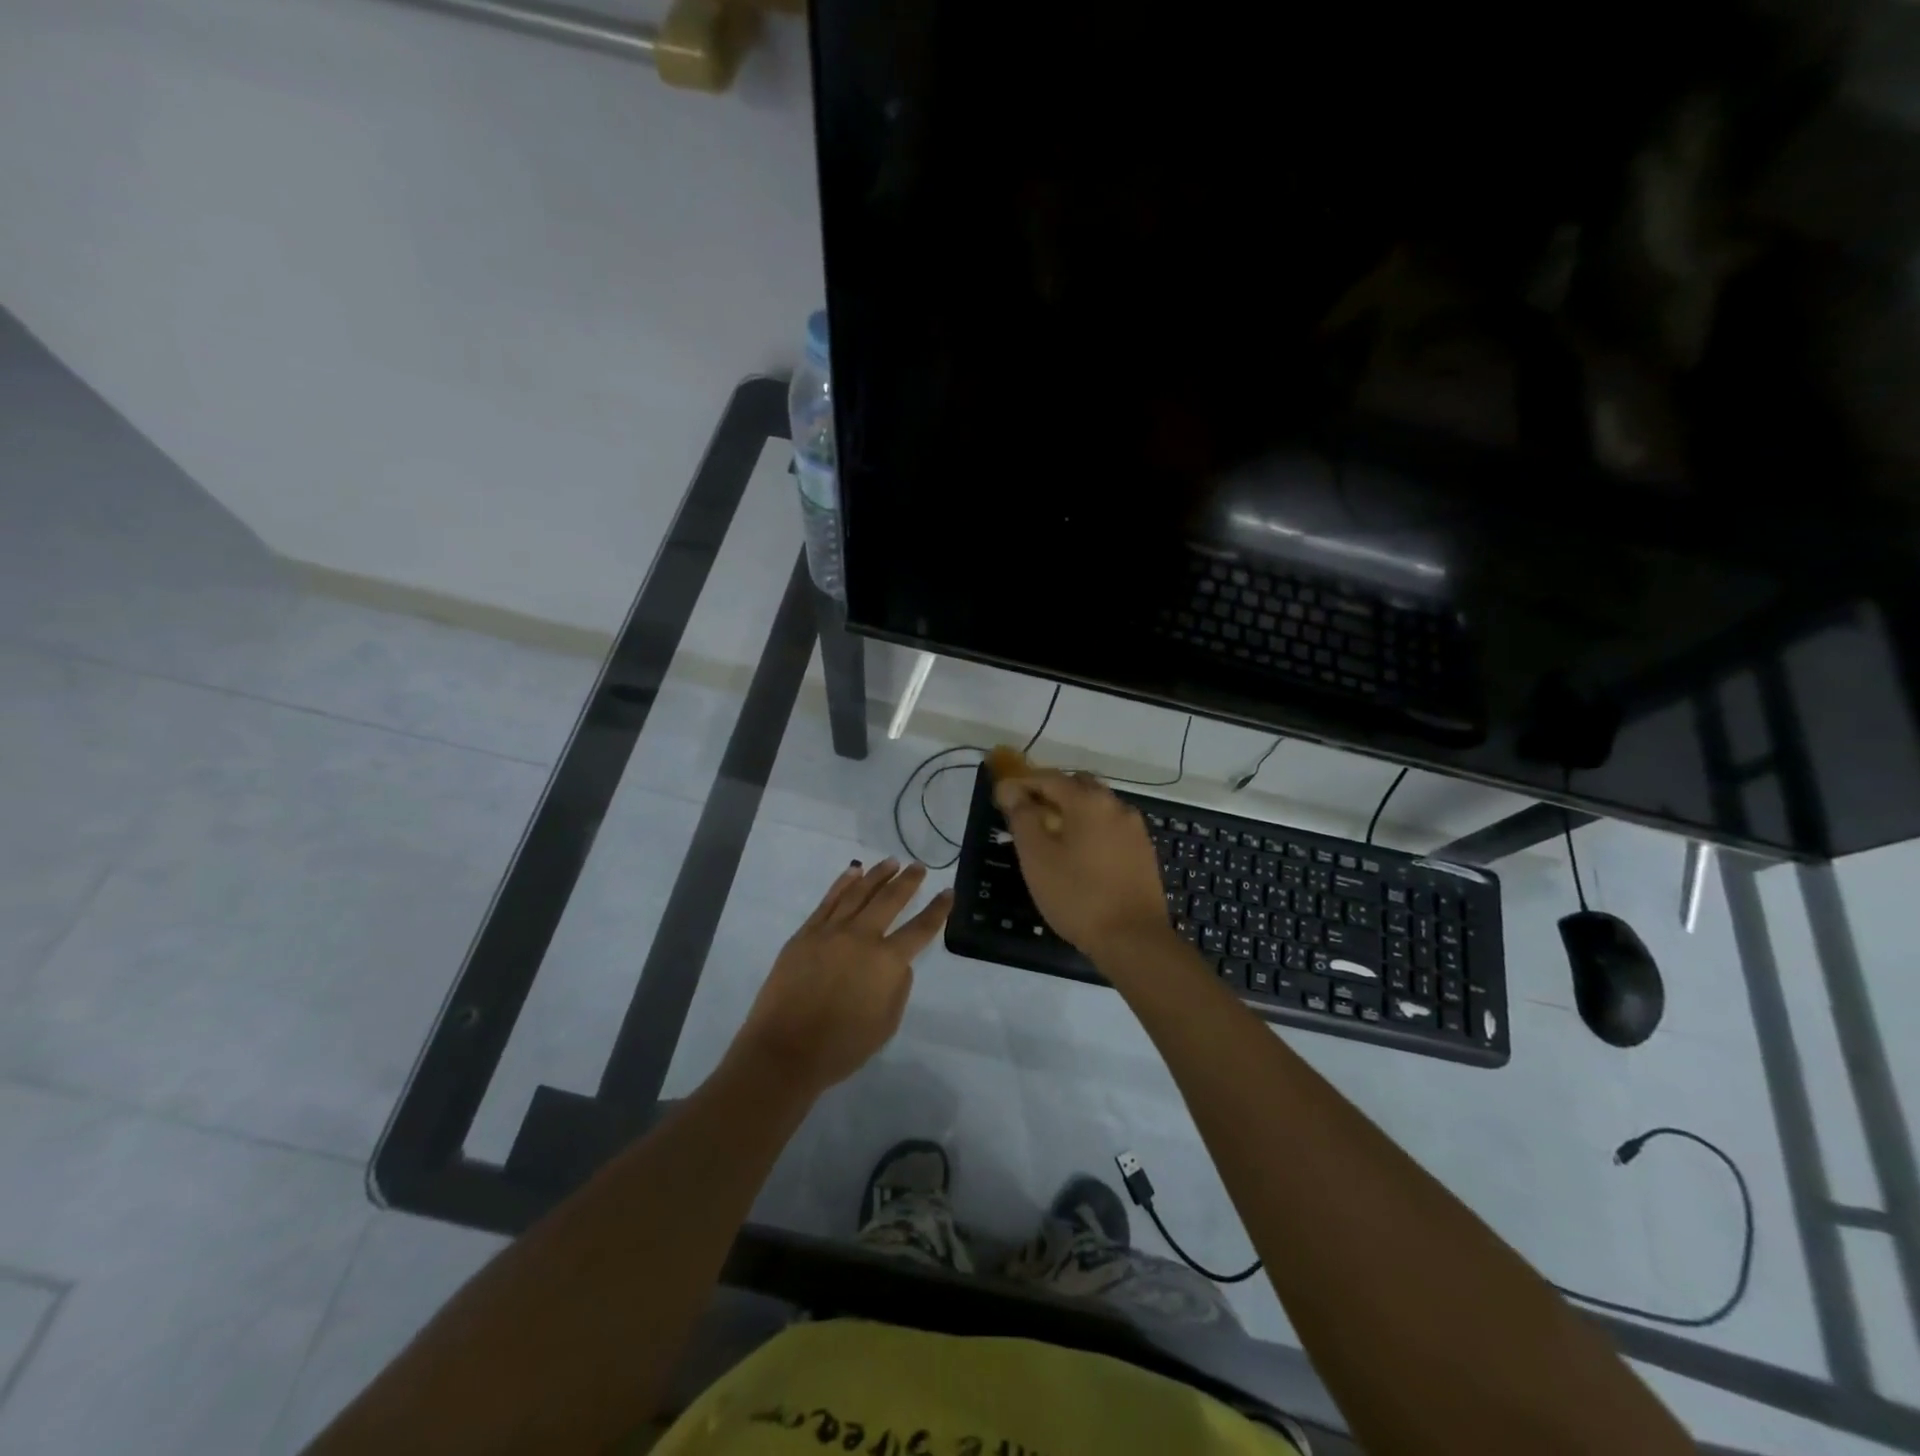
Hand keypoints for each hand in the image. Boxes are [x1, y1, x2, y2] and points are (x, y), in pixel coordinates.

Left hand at [727, 860, 952, 1097]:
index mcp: (887, 962)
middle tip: (918, 867)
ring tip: (891, 862)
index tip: (948, 892)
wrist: (784, 1051)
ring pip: (859, 893)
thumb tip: (896, 963)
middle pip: (890, 899)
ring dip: (877, 875)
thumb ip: (898, 987)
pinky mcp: (806, 934)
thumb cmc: (841, 1047)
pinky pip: (828, 901)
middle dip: (908, 881)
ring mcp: (830, 931)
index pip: (921, 928)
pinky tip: (853, 872)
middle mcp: (862, 937)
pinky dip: (843, 883)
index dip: (938, 909)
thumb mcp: (886, 1024)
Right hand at [993, 770, 1170, 958]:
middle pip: (1077, 786)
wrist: (1133, 939)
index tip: (1002, 796)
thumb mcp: (1036, 857)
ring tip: (1050, 835)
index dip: (1022, 783)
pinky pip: (1110, 827)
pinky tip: (1079, 854)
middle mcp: (1116, 805)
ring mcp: (1134, 828)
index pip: (1048, 778)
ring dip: (1072, 811)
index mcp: (1088, 801)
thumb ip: (1022, 817)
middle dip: (1050, 793)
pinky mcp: (1143, 851)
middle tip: (1026, 813)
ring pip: (1096, 806)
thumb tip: (1012, 791)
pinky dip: (1090, 829)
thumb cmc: (1077, 895)